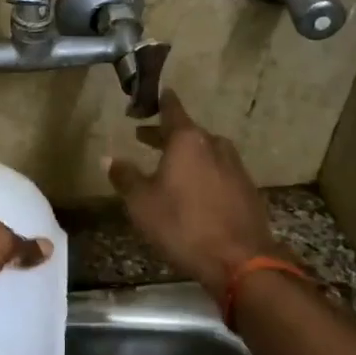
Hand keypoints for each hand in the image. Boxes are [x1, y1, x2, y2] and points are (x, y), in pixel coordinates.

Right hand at [104, 90, 283, 301]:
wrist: (239, 260)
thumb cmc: (182, 225)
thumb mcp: (142, 203)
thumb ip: (125, 177)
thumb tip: (108, 158)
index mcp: (188, 141)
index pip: (172, 110)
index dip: (161, 102)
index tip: (155, 94)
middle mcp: (214, 145)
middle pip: (188, 133)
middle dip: (166, 135)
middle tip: (145, 138)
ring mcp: (235, 167)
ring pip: (206, 152)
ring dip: (187, 155)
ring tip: (169, 167)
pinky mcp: (247, 190)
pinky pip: (219, 172)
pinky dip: (203, 173)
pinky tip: (194, 191)